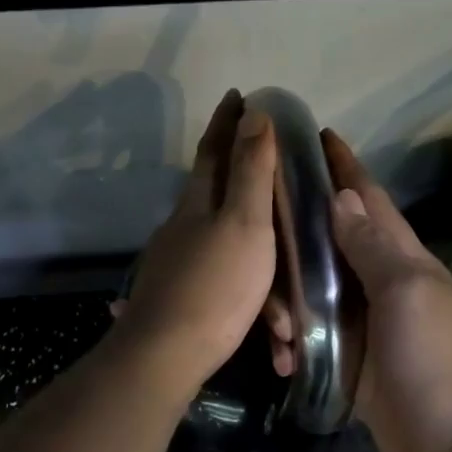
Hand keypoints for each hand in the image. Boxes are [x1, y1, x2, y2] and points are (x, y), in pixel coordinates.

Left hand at [113, 91, 277, 397]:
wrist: (165, 356)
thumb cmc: (215, 286)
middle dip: (247, 188)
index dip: (226, 122)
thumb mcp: (245, 225)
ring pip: (226, 254)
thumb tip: (253, 115)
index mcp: (197, 204)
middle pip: (218, 198)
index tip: (237, 95)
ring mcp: (174, 265)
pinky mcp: (175, 299)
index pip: (213, 151)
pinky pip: (222, 289)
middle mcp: (181, 228)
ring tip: (286, 318)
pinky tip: (263, 329)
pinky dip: (248, 304)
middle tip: (277, 187)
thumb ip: (250, 173)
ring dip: (261, 275)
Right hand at [296, 131, 451, 451]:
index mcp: (399, 259)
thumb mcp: (408, 295)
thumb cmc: (442, 364)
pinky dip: (291, 346)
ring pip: (312, 296)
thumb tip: (340, 197)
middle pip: (327, 245)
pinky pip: (312, 344)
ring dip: (284, 302)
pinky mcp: (353, 370)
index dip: (341, 166)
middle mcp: (379, 287)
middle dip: (290, 238)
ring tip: (269, 324)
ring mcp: (366, 331)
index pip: (365, 200)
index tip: (309, 134)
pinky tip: (279, 360)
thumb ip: (372, 248)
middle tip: (251, 240)